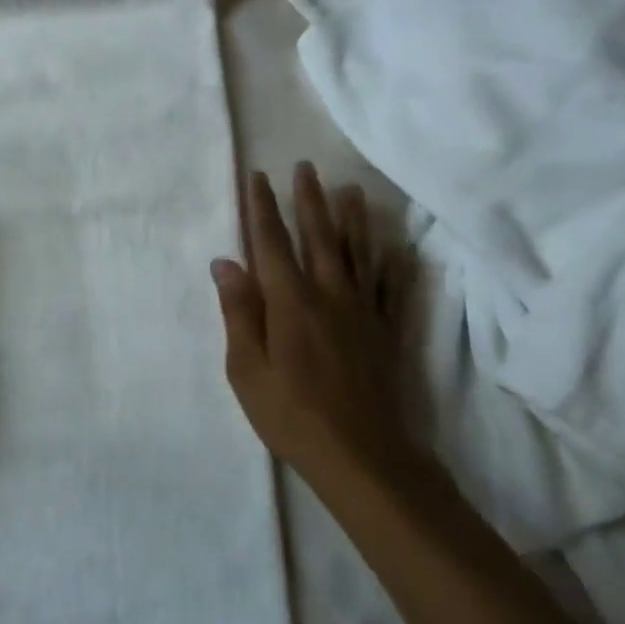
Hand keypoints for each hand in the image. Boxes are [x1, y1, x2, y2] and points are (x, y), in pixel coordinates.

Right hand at [211, 164, 420, 483]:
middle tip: (306, 167)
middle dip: (309, 201)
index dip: (262, 209)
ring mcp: (364, 312)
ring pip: (358, 254)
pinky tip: (399, 249)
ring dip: (352, 220)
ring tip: (350, 190)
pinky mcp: (386, 332)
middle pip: (318, 238)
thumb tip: (225, 262)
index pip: (271, 244)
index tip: (258, 177)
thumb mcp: (246, 368)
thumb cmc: (291, 414)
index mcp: (290, 302)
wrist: (362, 456)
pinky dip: (395, 265)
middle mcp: (329, 295)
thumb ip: (238, 312)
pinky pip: (392, 290)